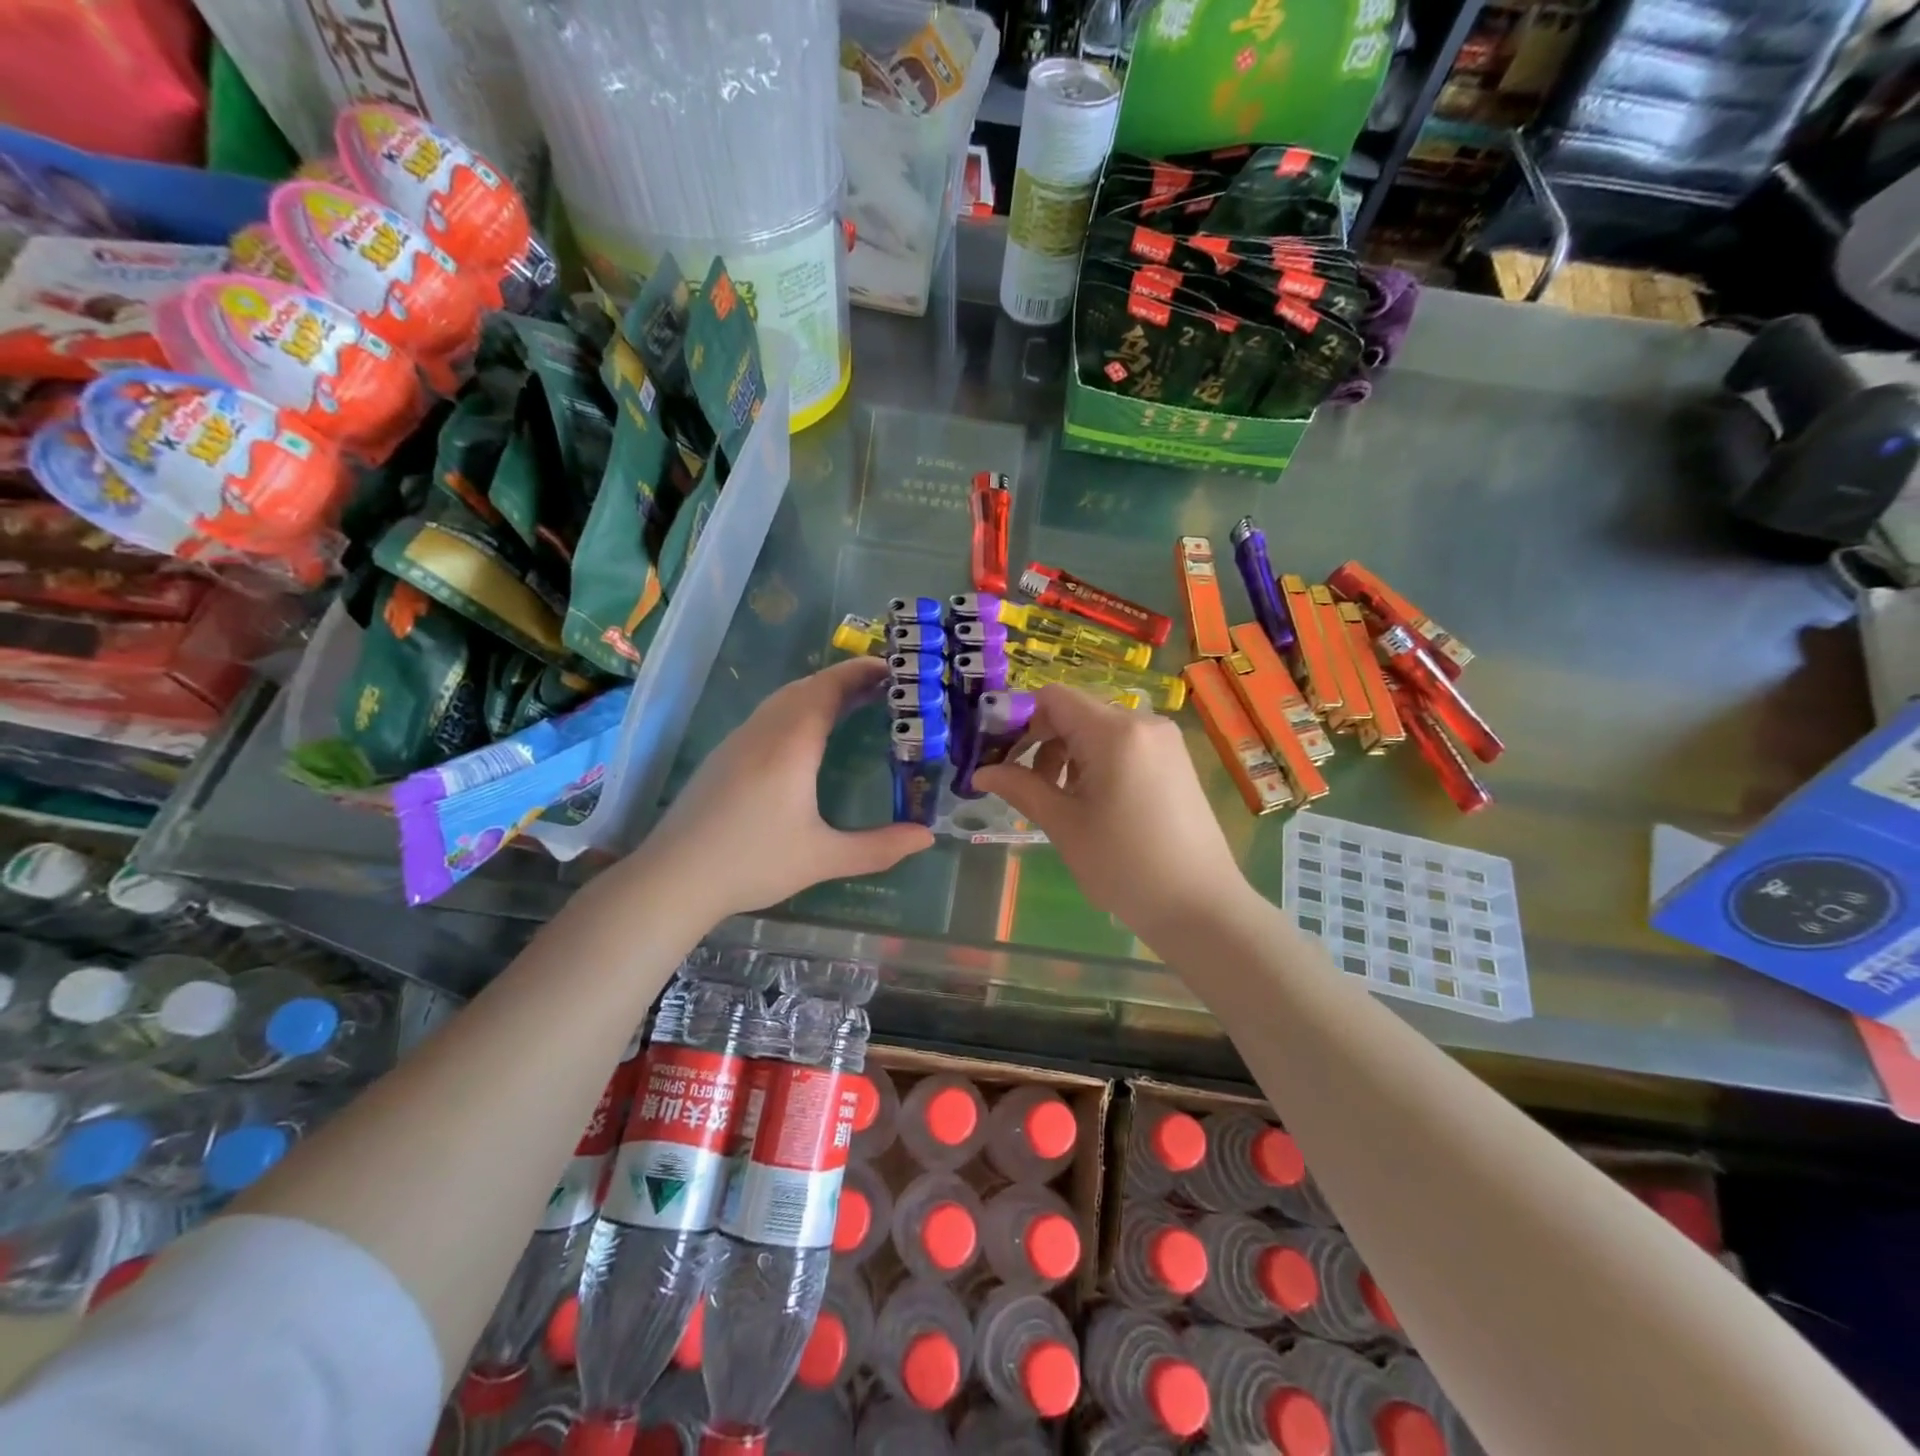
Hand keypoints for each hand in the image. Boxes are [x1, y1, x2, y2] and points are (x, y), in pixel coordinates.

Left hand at [631, 658, 933, 919]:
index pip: (829, 688)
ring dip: (820, 693)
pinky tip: (807, 737)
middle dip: (846, 679)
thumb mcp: (823, 858)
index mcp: (791, 745)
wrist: (673, 878)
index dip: (861, 672)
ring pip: (783, 699)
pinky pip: (768, 715)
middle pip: (807, 687)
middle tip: (884, 687)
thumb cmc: (752, 863)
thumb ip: (879, 847)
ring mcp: (738, 741)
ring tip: (852, 705)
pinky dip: (798, 709)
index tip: (893, 669)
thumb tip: (927, 837)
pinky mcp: (723, 756)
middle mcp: (763, 732)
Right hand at [974, 686, 1252, 940]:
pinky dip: (1097, 761)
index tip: (999, 754)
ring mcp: (1164, 741)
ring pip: (1099, 729)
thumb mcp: (1064, 825)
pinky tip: (1093, 802)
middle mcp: (1143, 723)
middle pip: (1076, 712)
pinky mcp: (1175, 760)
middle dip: (1043, 741)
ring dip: (1068, 753)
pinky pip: (1124, 744)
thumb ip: (1020, 787)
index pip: (1053, 698)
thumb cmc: (1125, 866)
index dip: (1019, 719)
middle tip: (1024, 785)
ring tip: (1060, 800)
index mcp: (1115, 732)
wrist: (1201, 907)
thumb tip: (980, 772)